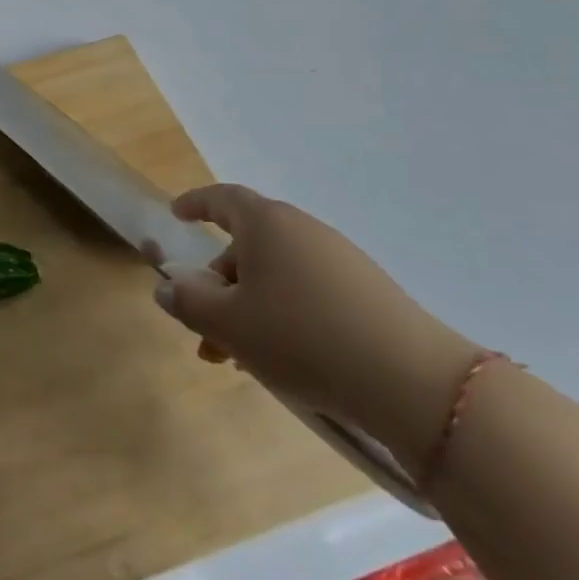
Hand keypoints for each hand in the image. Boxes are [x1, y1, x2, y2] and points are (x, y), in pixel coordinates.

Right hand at [154, 184, 479, 474]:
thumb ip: (188, 302)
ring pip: (277, 274)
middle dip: (219, 284)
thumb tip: (167, 286)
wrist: (411, 380)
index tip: (176, 214)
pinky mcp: (365, 290)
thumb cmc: (301, 337)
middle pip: (247, 244)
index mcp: (266, 224)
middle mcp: (302, 230)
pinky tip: (283, 358)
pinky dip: (283, 314)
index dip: (195, 204)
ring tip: (240, 358)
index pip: (222, 199)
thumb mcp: (229, 324)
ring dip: (249, 307)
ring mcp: (339, 259)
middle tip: (205, 330)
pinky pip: (307, 291)